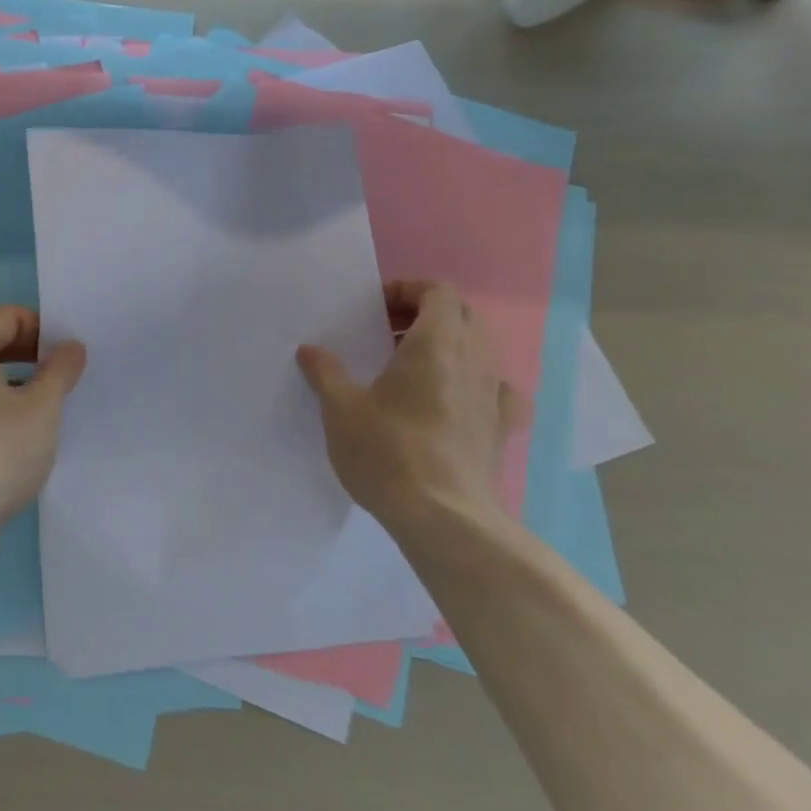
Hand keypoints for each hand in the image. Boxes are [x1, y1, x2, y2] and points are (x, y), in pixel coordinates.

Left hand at [0, 305, 86, 554]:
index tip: (70, 356)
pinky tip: (19, 441)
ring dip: (15, 386)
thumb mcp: (41, 408)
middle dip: (31, 356)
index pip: (9, 317)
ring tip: (48, 411)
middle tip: (65, 379)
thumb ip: (60, 370)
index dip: (43, 329)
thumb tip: (70, 346)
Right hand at [296, 280, 520, 534]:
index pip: (438, 291)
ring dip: (449, 345)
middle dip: (427, 313)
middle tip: (388, 333)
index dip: (407, 290)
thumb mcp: (341, 409)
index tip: (375, 310)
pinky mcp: (501, 429)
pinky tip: (454, 401)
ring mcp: (493, 395)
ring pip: (481, 348)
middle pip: (463, 314)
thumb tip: (310, 350)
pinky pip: (496, 389)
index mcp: (436, 343)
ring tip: (411, 368)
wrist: (444, 520)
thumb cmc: (388, 451)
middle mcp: (473, 360)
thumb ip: (326, 372)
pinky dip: (476, 383)